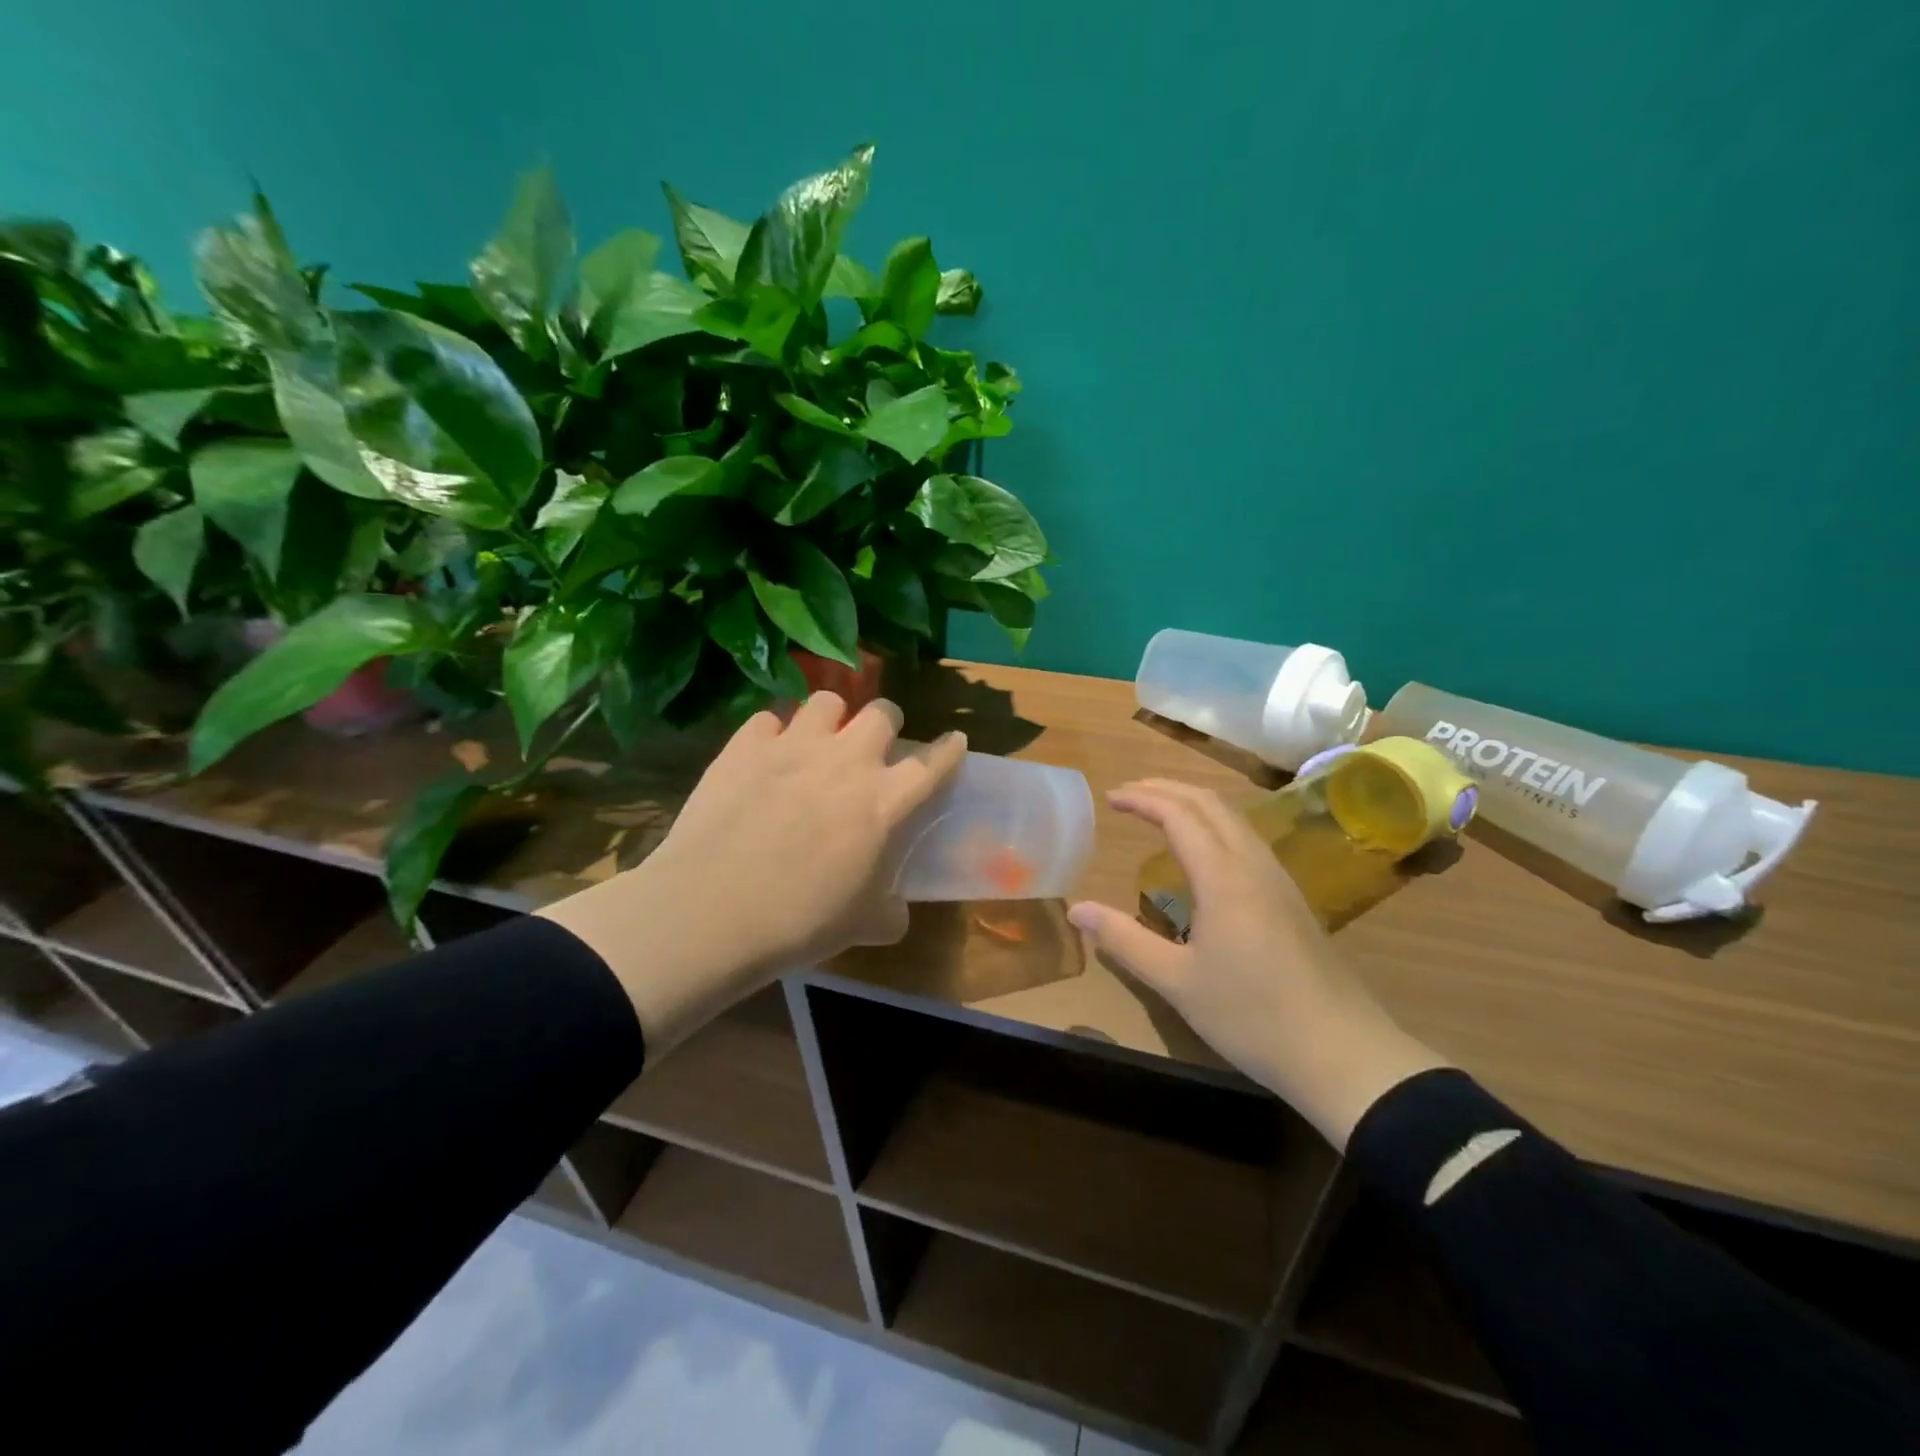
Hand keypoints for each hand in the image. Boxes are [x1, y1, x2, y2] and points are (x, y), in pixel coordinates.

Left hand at [541, 694, 965, 1055]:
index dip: (949, 749)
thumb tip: (893, 907)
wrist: (711, 912)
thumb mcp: (863, 926)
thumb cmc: (800, 922)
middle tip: (875, 745)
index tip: (954, 741)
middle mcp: (847, 761)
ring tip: (820, 740)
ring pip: (827, 701)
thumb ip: (890, 909)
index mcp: (885, 802)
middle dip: (887, 722)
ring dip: (832, 718)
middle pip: (883, 712)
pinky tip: (766, 756)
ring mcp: (794, 746)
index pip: (934, 763)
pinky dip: (774, 733)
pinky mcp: (745, 746)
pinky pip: (769, 718)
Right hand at [1067, 779, 1448, 1147]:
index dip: (1142, 798)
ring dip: (1192, 803)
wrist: (1342, 1053)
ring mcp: (1277, 879)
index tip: (1110, 797)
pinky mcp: (1291, 898)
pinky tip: (1203, 851)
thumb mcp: (1176, 982)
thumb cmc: (1252, 1016)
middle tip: (1128, 793)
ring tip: (1159, 810)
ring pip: (1233, 818)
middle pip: (1209, 803)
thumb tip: (1076, 909)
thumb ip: (1124, 940)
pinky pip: (1246, 838)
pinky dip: (1214, 824)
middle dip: (1165, 789)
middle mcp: (1252, 864)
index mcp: (1223, 877)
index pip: (1179, 814)